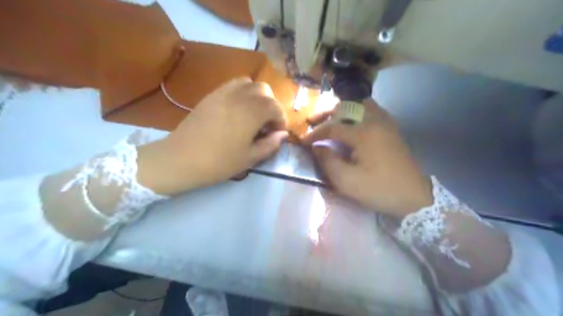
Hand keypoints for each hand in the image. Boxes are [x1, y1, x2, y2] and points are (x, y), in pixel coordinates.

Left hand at [136, 78, 285, 192]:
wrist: (181, 158)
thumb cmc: (219, 162)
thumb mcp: (250, 158)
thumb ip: (270, 144)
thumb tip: (282, 134)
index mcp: (253, 112)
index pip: (276, 107)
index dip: (280, 120)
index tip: (276, 134)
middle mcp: (241, 96)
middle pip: (265, 90)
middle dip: (271, 106)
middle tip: (265, 124)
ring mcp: (224, 92)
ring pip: (249, 83)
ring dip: (257, 96)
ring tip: (253, 114)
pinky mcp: (211, 94)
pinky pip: (233, 85)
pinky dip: (242, 92)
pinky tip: (237, 110)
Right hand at [304, 99, 431, 217]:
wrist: (414, 197)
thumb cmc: (379, 189)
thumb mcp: (347, 181)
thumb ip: (328, 161)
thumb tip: (317, 147)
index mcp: (363, 133)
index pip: (332, 128)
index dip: (315, 134)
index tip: (303, 141)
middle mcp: (375, 122)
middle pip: (347, 107)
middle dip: (327, 113)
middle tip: (314, 121)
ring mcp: (387, 124)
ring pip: (362, 105)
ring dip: (344, 110)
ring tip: (332, 120)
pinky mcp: (393, 130)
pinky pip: (373, 111)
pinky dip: (359, 113)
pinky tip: (354, 124)